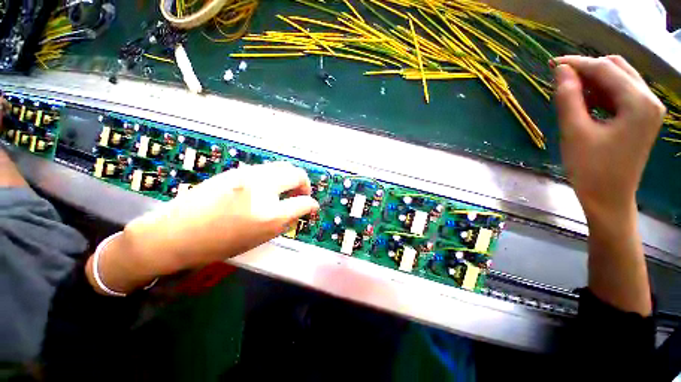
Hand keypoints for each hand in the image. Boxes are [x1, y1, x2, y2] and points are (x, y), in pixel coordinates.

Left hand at [86, 162, 319, 293]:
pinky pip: (266, 168)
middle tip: (300, 195)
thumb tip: (300, 209)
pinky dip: (275, 176)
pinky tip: (267, 187)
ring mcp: (248, 174)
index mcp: (269, 215)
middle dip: (304, 184)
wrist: (175, 233)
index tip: (312, 208)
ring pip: (282, 166)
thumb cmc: (218, 244)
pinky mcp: (237, 169)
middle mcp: (262, 189)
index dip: (312, 205)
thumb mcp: (259, 238)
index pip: (304, 203)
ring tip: (285, 190)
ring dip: (290, 177)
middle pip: (296, 174)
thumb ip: (285, 221)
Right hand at [553, 55, 665, 218]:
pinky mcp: (642, 118)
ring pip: (619, 79)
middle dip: (588, 69)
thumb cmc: (591, 169)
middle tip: (561, 80)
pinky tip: (586, 103)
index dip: (577, 63)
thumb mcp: (575, 132)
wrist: (608, 198)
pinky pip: (621, 94)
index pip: (606, 69)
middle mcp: (649, 100)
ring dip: (594, 81)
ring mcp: (648, 109)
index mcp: (639, 103)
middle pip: (617, 68)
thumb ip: (568, 98)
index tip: (552, 64)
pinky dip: (602, 92)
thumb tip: (561, 70)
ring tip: (570, 93)